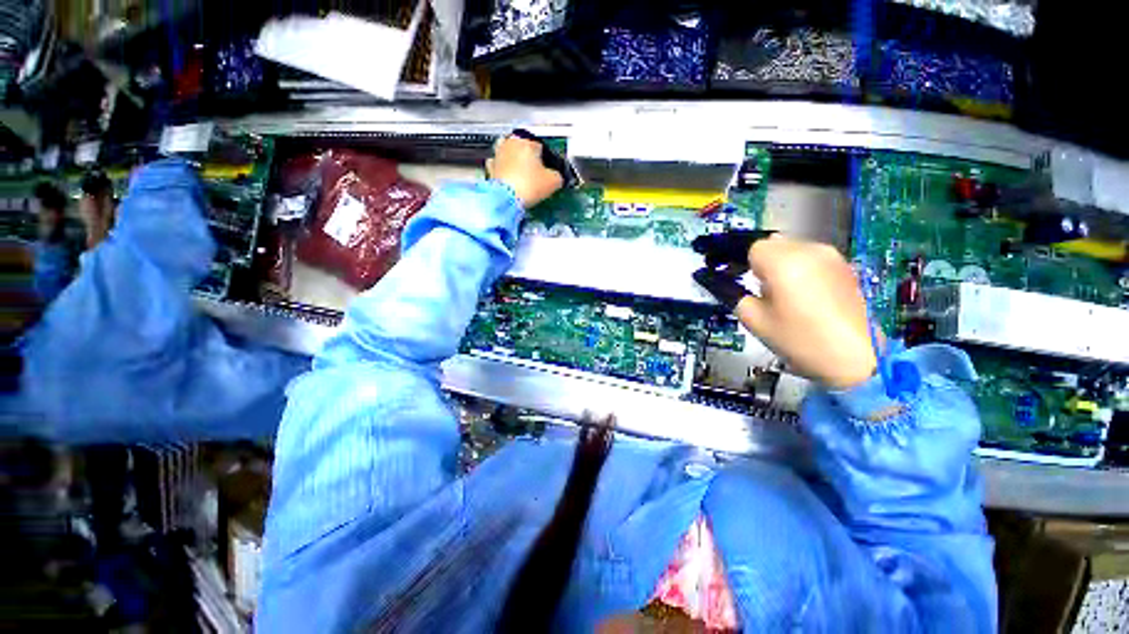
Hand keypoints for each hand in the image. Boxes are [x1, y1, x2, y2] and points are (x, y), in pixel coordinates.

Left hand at [487, 135, 563, 208]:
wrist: (506, 198)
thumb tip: (557, 177)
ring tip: (524, 179)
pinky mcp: (491, 168)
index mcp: (527, 141)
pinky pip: (500, 168)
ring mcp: (498, 154)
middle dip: (530, 160)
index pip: (542, 147)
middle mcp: (511, 143)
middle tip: (537, 175)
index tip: (549, 171)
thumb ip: (558, 176)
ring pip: (511, 156)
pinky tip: (511, 183)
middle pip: (524, 150)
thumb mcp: (554, 182)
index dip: (547, 160)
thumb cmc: (529, 186)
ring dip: (516, 164)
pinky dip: (506, 173)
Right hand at [693, 233, 877, 389]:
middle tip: (745, 282)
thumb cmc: (798, 340)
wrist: (857, 359)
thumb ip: (730, 292)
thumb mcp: (754, 319)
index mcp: (783, 262)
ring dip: (773, 262)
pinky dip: (793, 266)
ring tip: (771, 289)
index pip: (749, 246)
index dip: (733, 258)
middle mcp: (808, 250)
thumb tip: (710, 277)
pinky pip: (808, 256)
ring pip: (789, 248)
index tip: (722, 270)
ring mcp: (830, 256)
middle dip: (753, 259)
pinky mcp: (843, 265)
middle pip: (769, 243)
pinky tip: (794, 290)